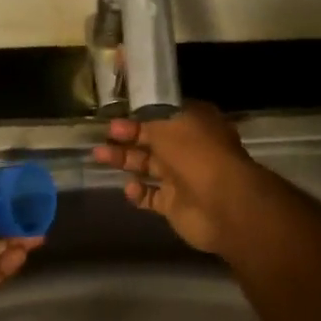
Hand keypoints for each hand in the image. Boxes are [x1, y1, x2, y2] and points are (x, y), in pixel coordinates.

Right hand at [91, 101, 266, 254]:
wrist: (221, 204)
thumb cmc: (197, 154)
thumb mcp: (168, 126)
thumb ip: (146, 123)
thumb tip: (131, 121)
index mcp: (194, 124)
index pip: (162, 116)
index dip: (138, 117)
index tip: (114, 118)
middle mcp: (188, 149)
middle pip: (151, 141)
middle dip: (125, 139)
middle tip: (100, 138)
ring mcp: (181, 178)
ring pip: (147, 167)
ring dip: (124, 161)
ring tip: (99, 157)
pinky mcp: (174, 204)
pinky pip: (150, 196)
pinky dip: (137, 193)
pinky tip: (129, 188)